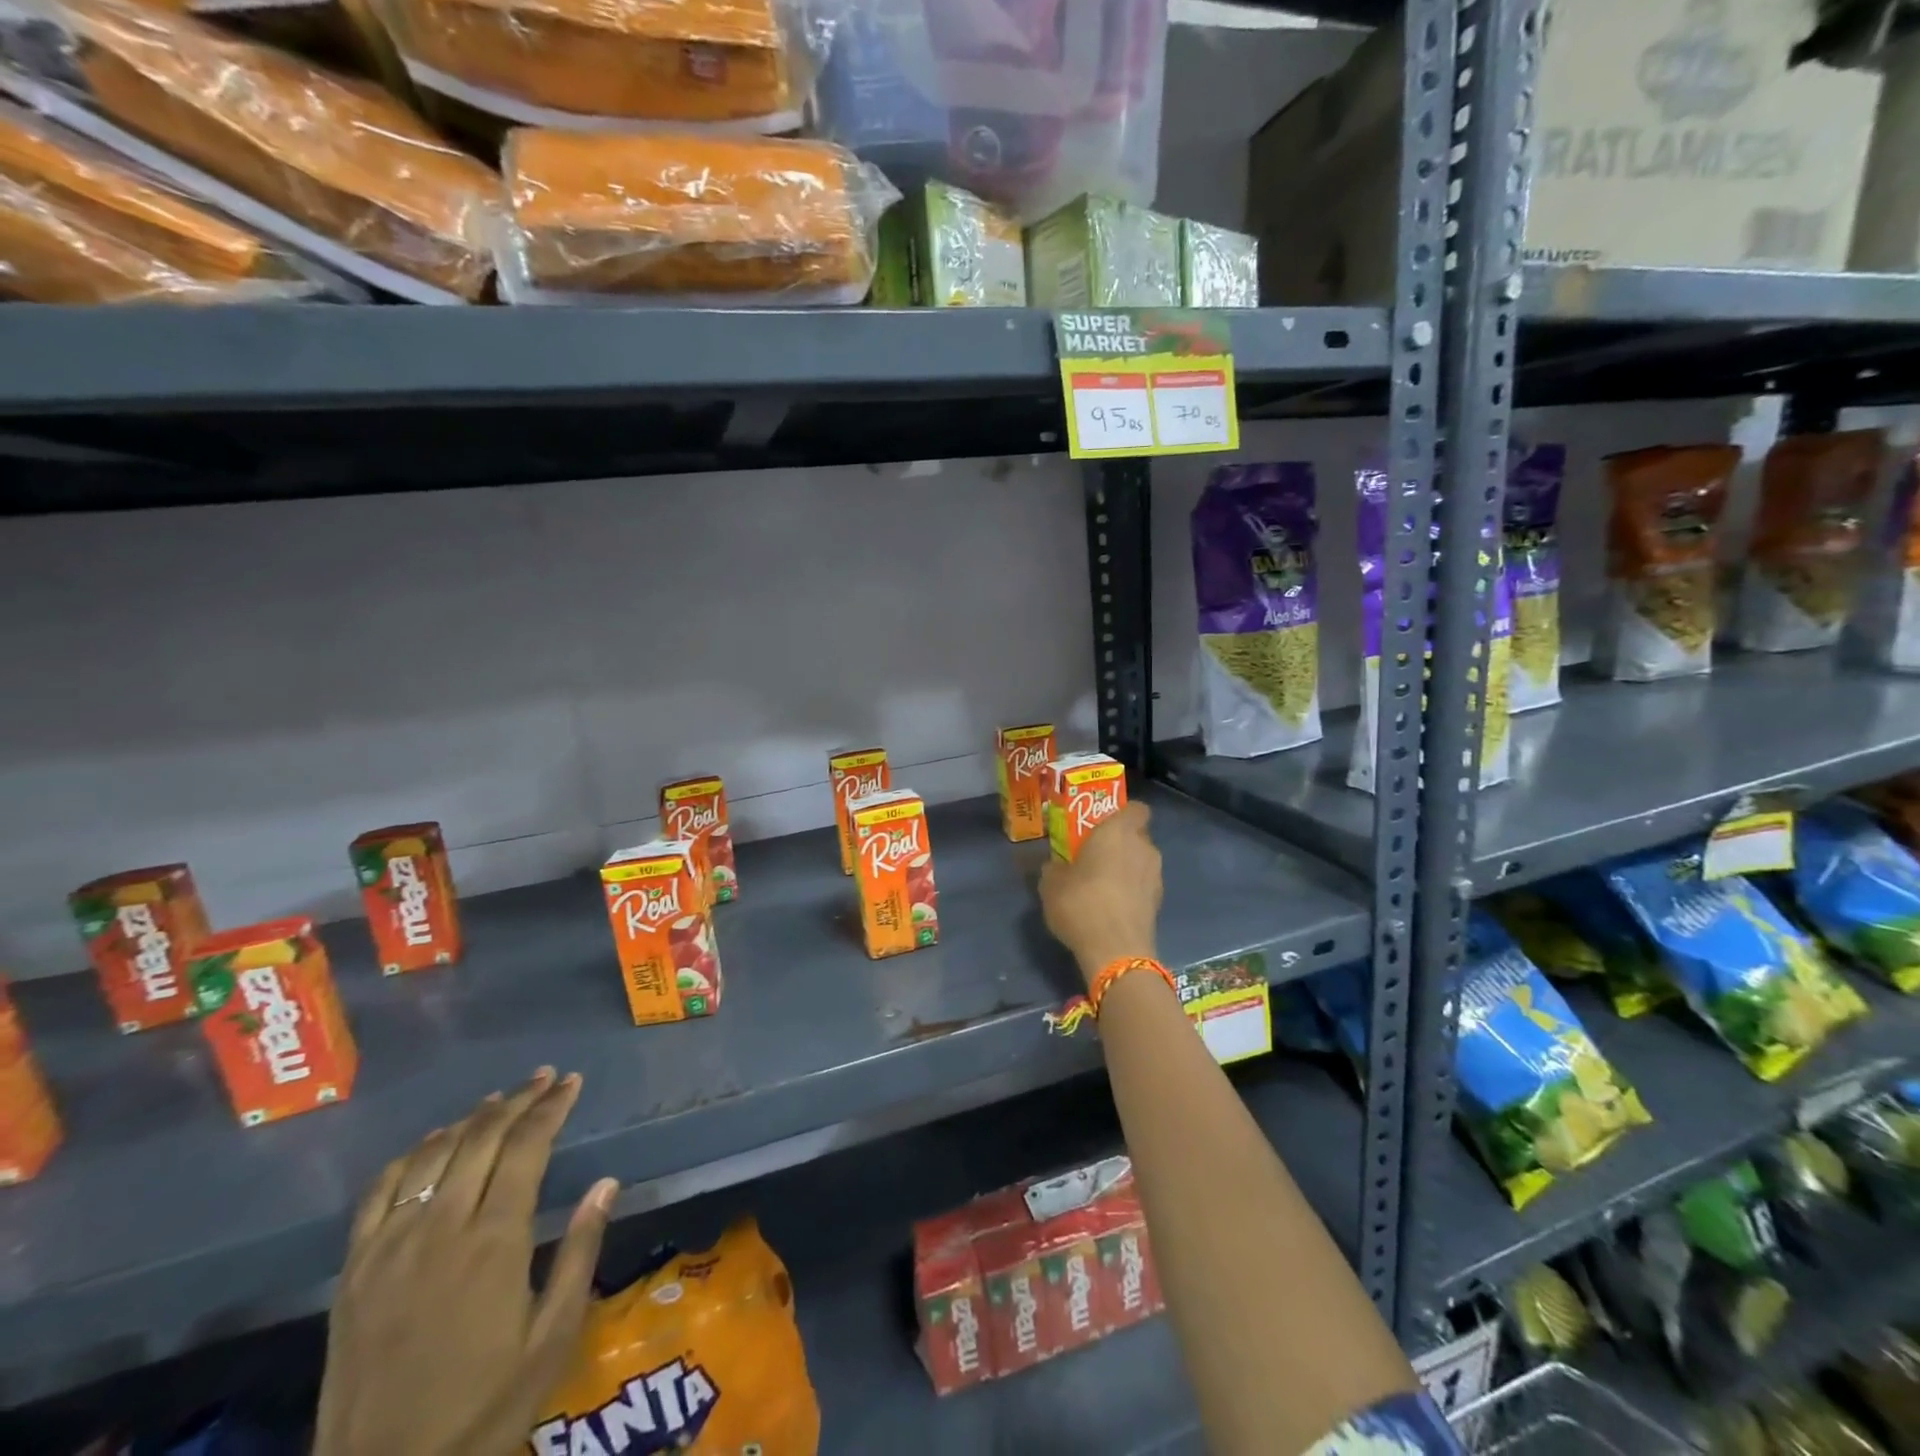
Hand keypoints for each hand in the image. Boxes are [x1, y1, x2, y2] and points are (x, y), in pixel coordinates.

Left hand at [314, 1069, 617, 1455]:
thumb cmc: (486, 1407)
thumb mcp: (552, 1336)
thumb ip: (579, 1251)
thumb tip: (606, 1182)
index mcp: (494, 1242)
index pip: (527, 1147)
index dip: (551, 1108)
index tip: (571, 1082)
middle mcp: (440, 1230)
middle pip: (481, 1139)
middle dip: (517, 1101)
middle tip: (543, 1078)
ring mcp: (389, 1248)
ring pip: (432, 1156)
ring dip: (469, 1119)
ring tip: (497, 1099)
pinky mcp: (353, 1272)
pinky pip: (379, 1194)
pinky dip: (411, 1156)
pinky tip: (432, 1144)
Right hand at [1039, 800, 1162, 985]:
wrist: (1115, 950)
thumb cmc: (1081, 903)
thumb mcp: (1051, 884)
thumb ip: (1054, 868)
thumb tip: (1055, 866)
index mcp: (1119, 831)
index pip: (1136, 808)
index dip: (1122, 813)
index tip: (1103, 824)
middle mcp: (1144, 848)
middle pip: (1137, 836)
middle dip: (1120, 843)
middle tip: (1095, 856)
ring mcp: (1156, 876)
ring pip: (1141, 862)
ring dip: (1126, 869)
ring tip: (1102, 886)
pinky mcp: (1159, 903)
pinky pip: (1143, 887)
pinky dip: (1131, 892)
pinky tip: (1111, 907)